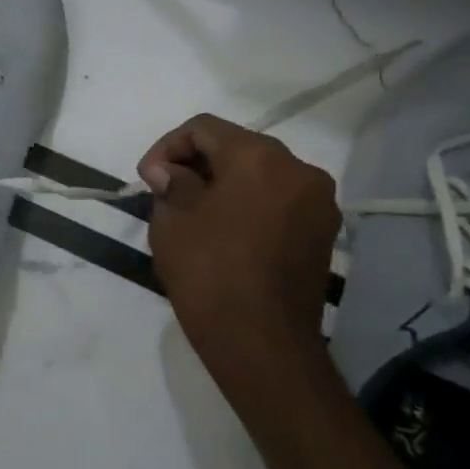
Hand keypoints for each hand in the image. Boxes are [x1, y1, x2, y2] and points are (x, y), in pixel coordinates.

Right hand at [139, 114, 339, 403]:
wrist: (260, 340)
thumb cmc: (208, 270)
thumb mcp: (173, 218)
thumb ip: (172, 183)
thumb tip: (171, 173)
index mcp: (260, 158)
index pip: (204, 128)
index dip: (167, 146)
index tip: (147, 179)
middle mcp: (299, 170)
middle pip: (237, 147)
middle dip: (195, 162)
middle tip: (164, 191)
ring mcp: (318, 203)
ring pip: (260, 174)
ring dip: (222, 182)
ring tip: (190, 211)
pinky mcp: (322, 233)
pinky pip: (277, 200)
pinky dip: (247, 203)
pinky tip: (222, 230)